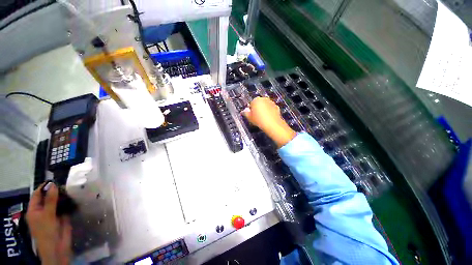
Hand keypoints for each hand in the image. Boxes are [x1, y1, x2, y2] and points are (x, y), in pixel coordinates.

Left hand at [26, 182, 71, 264]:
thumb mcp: (47, 215)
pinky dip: (69, 202)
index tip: (55, 179)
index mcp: (34, 209)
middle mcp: (42, 210)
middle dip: (56, 190)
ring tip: (72, 187)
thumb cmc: (47, 231)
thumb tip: (54, 184)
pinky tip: (75, 196)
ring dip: (63, 196)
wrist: (58, 247)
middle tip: (66, 182)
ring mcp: (53, 213)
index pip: (38, 194)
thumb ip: (50, 200)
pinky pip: (65, 207)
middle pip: (48, 197)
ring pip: (58, 201)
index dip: (45, 186)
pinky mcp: (62, 216)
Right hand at [242, 97, 295, 147]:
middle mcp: (264, 99)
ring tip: (262, 118)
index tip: (251, 115)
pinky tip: (268, 118)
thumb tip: (243, 111)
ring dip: (264, 110)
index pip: (251, 103)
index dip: (251, 110)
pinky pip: (271, 109)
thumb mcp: (249, 118)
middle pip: (259, 103)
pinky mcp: (277, 107)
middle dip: (257, 108)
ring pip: (265, 105)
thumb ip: (245, 113)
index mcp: (256, 100)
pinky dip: (270, 112)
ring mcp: (271, 102)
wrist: (272, 124)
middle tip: (256, 117)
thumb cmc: (259, 120)